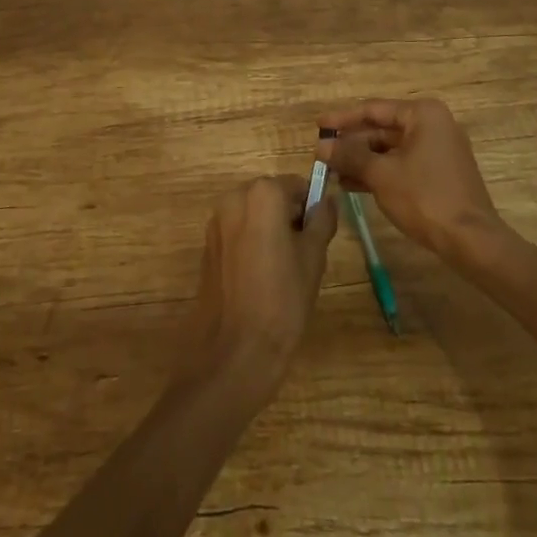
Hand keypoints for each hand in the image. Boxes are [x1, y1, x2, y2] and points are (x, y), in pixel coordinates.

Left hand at [176, 176, 336, 395]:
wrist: (234, 352)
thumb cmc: (282, 300)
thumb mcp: (313, 258)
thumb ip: (322, 220)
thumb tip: (328, 200)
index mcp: (262, 194)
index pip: (296, 185)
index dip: (312, 207)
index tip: (320, 234)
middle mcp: (234, 198)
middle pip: (271, 196)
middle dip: (289, 217)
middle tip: (305, 254)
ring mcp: (217, 222)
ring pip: (254, 215)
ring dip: (270, 230)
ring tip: (284, 270)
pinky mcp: (207, 246)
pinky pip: (237, 232)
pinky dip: (252, 243)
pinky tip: (261, 278)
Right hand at [319, 98, 503, 257]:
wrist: (471, 241)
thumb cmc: (424, 197)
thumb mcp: (381, 174)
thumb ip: (350, 156)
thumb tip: (321, 146)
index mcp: (422, 114)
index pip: (373, 110)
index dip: (342, 119)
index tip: (318, 125)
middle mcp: (432, 125)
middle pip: (382, 129)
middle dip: (351, 143)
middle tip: (322, 153)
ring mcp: (438, 150)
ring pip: (390, 149)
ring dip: (362, 160)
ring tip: (332, 171)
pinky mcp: (438, 174)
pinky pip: (402, 164)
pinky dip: (379, 172)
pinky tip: (352, 184)